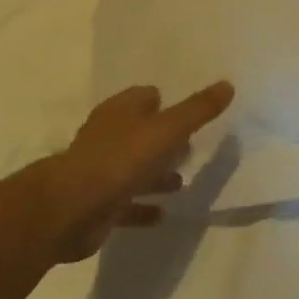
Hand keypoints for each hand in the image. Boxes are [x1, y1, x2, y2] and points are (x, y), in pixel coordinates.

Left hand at [31, 81, 234, 261]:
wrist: (71, 209)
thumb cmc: (120, 160)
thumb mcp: (167, 130)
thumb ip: (197, 110)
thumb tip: (228, 84)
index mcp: (121, 111)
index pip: (146, 96)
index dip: (167, 102)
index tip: (191, 113)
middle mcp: (109, 135)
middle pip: (141, 131)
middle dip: (165, 138)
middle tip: (192, 147)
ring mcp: (101, 170)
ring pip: (135, 168)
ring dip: (156, 173)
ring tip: (182, 182)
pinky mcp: (99, 203)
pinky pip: (127, 203)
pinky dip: (143, 206)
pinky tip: (162, 214)